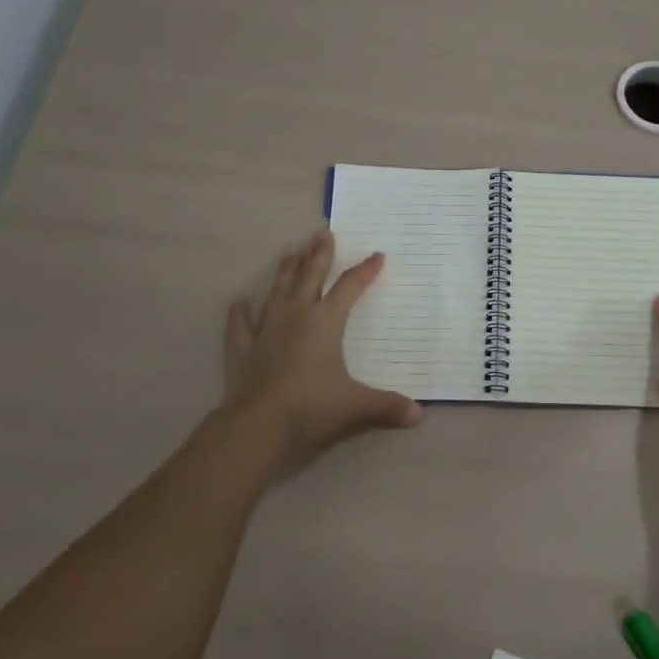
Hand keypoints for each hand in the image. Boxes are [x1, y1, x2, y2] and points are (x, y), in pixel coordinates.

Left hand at [222, 229, 422, 467]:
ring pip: (277, 291)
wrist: (258, 426)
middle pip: (309, 277)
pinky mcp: (242, 349)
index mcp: (325, 322)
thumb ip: (387, 406)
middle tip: (323, 232)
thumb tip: (419, 415)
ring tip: (290, 250)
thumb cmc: (312, 407)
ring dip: (285, 270)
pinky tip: (238, 301)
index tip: (376, 256)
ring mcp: (266, 331)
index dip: (365, 271)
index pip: (349, 288)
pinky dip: (239, 313)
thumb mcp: (356, 406)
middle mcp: (296, 316)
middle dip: (319, 254)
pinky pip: (240, 325)